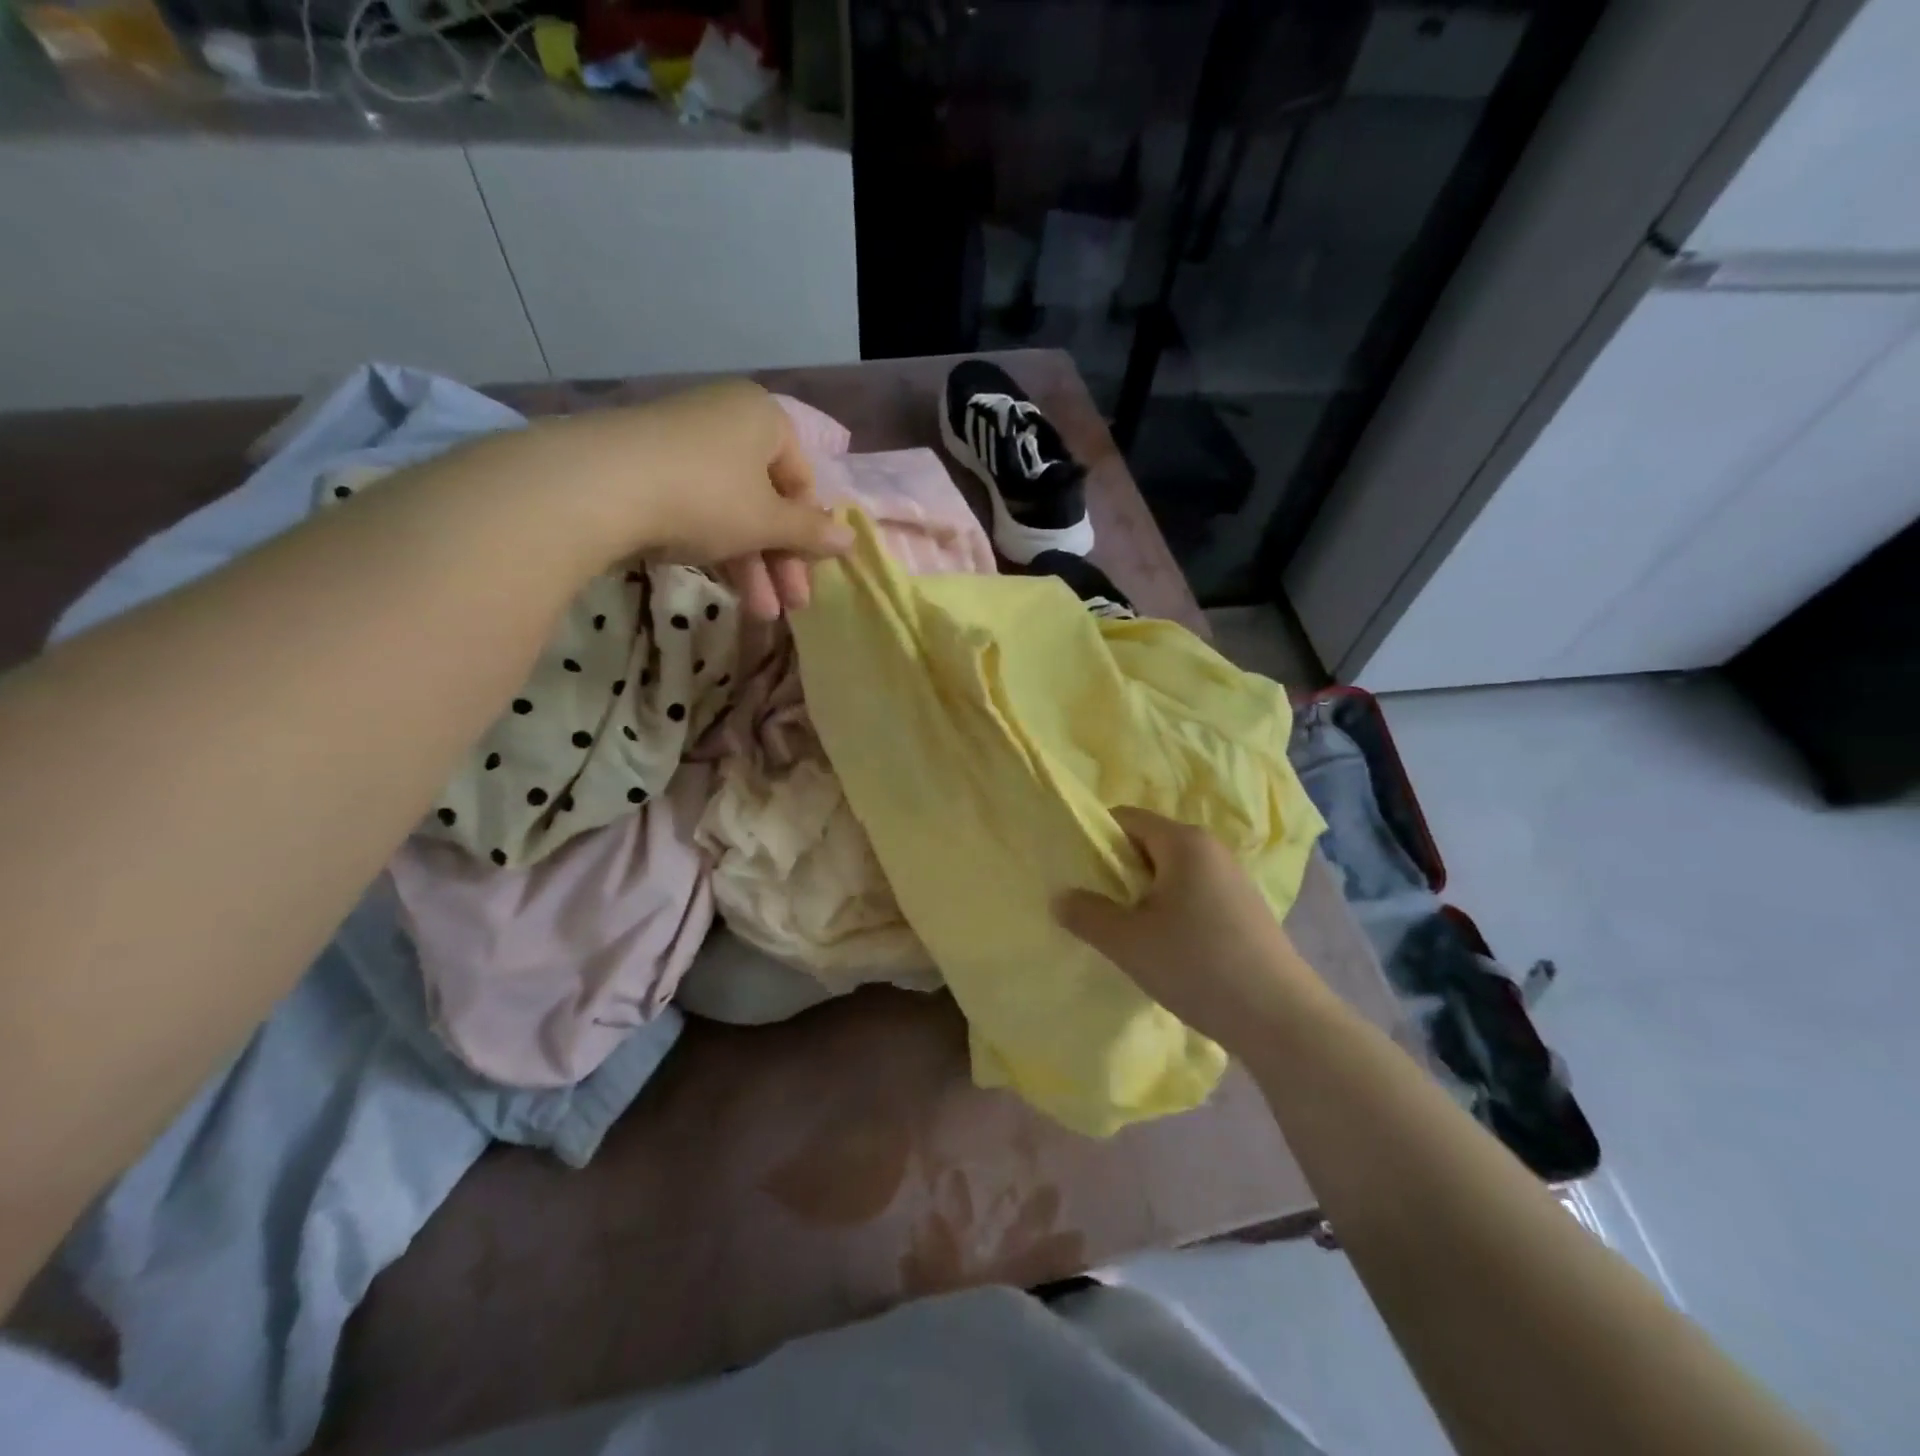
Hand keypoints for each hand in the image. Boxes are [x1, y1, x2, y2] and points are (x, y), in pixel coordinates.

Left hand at [545, 379, 852, 617]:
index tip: (809, 575)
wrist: (597, 485)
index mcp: (764, 418)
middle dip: (780, 561)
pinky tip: (721, 583)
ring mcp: (683, 441)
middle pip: (768, 499)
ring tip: (759, 614)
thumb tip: (850, 540)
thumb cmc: (706, 496)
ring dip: (751, 566)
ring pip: (733, 509)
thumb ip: (811, 532)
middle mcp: (726, 420)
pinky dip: (715, 546)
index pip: (803, 480)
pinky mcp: (647, 465)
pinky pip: (697, 507)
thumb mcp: (768, 522)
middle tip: (789, 607)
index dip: (810, 533)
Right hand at [1055, 807, 1320, 1051]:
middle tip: (1094, 905)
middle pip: (1149, 843)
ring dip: (1143, 894)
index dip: (1095, 840)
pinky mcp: (1245, 909)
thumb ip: (1086, 914)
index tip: (1075, 874)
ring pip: (1172, 872)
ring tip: (1126, 930)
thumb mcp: (1128, 942)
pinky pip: (1194, 894)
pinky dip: (1171, 910)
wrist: (1281, 1019)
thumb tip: (1060, 897)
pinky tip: (1165, 947)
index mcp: (1184, 842)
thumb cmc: (1197, 965)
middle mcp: (1211, 849)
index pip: (1126, 818)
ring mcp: (1233, 879)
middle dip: (1117, 871)